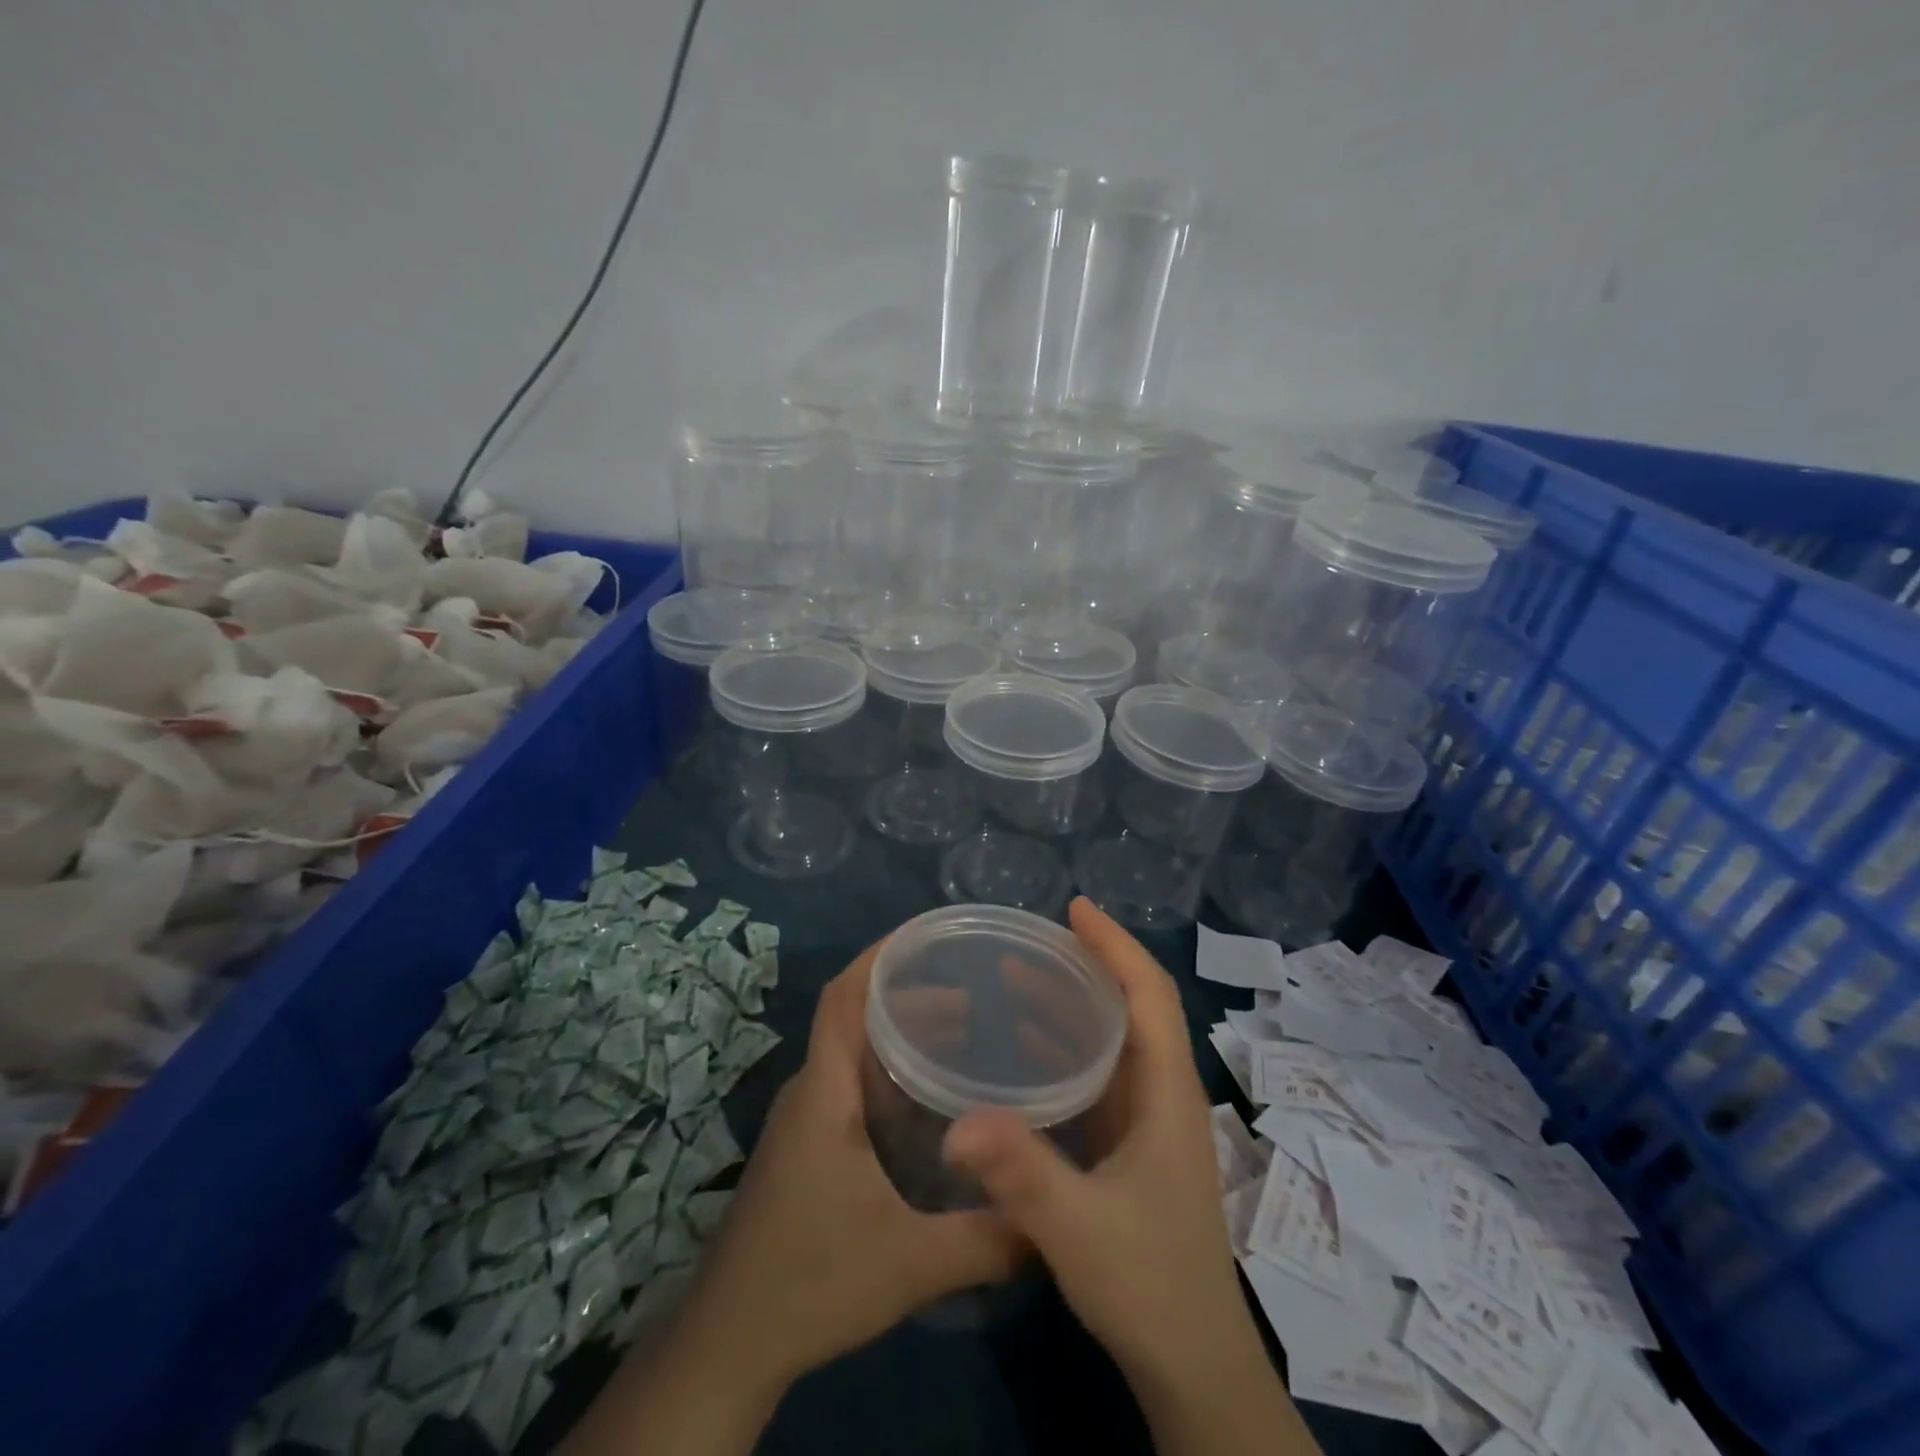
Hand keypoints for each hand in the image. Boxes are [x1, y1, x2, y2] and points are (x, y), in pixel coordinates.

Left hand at [683, 937, 1025, 1387]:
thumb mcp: (910, 1263)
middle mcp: (811, 1091)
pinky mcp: (807, 1146)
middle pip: (855, 1017)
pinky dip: (891, 1071)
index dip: (880, 956)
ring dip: (902, 1034)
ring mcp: (804, 1120)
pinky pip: (851, 1082)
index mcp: (824, 1092)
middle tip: (976, 993)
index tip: (930, 935)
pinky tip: (931, 1100)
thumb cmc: (812, 1281)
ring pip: (854, 1052)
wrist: (730, 1343)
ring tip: (965, 1034)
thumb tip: (1051, 1220)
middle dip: (911, 995)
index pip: (844, 997)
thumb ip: (986, 1239)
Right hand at [943, 899, 1318, 1455]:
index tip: (1075, 909)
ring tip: (1017, 977)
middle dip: (1088, 964)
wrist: (1193, 1369)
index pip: (1150, 995)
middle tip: (1029, 938)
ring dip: (1073, 1003)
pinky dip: (1066, 1047)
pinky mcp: (1133, 1148)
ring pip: (1115, 1039)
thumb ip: (1021, 1174)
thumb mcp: (1080, 1229)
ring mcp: (1150, 1123)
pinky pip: (1100, 1075)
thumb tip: (956, 1124)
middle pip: (1134, 1006)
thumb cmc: (1150, 1286)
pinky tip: (1025, 1051)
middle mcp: (1164, 1095)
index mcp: (1168, 1094)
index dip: (1117, 945)